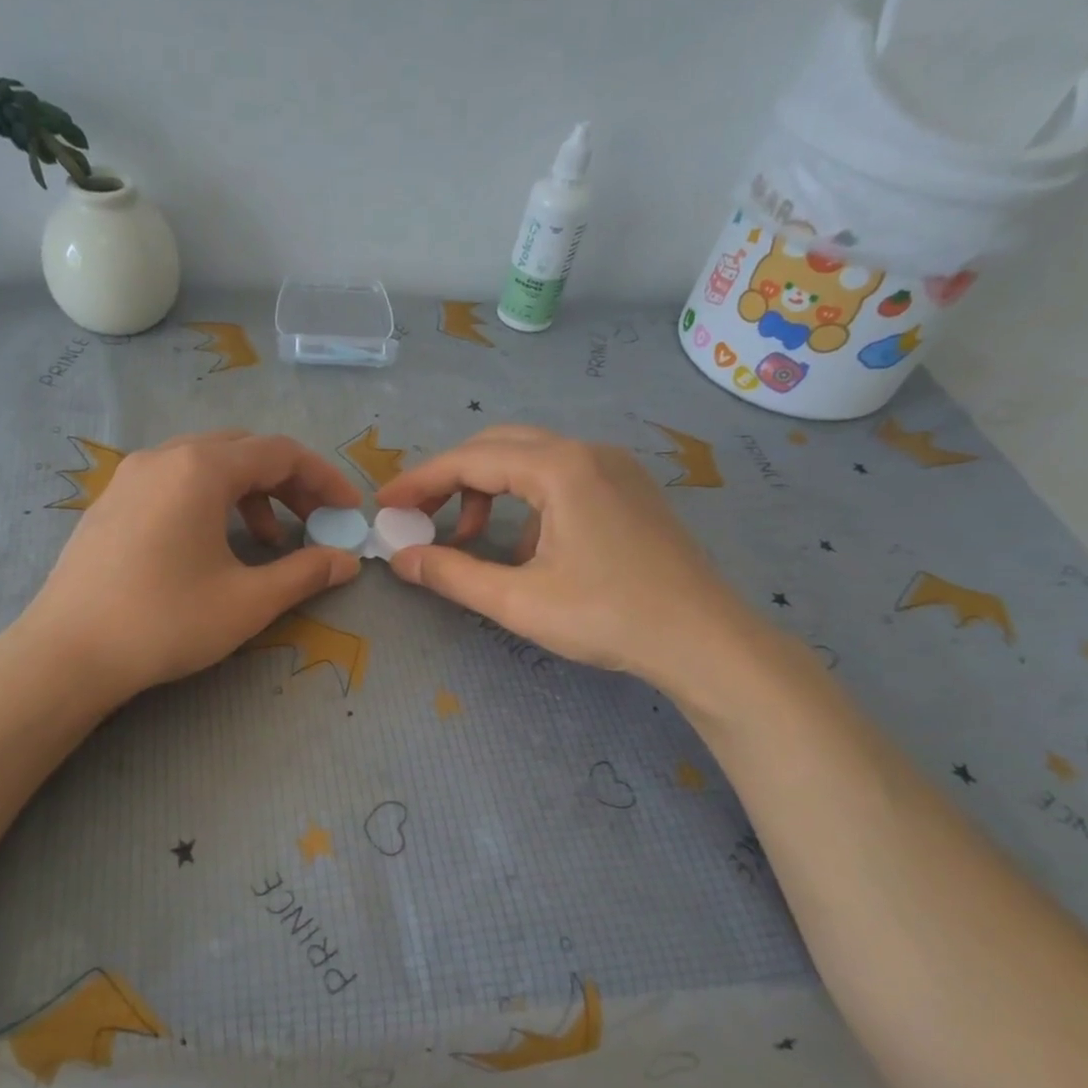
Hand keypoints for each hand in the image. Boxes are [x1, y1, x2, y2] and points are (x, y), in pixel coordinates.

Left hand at [12, 430, 362, 704]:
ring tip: (268, 542)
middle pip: (244, 451)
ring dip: (250, 494)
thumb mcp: (248, 601)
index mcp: (200, 468)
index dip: (324, 479)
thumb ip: (306, 573)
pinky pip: (175, 482)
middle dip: (289, 484)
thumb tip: (347, 561)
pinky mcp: (111, 501)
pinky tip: (213, 545)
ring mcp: (131, 476)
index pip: (280, 452)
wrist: (68, 652)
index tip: (348, 512)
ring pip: (207, 465)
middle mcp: (164, 456)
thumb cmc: (166, 621)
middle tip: (314, 523)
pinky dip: (211, 502)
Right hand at [376, 426, 763, 699]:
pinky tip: (524, 548)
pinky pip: (560, 477)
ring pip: (530, 459)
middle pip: (498, 447)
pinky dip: (524, 501)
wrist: (703, 640)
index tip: (384, 505)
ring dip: (487, 489)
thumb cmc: (608, 617)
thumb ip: (452, 575)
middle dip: (450, 478)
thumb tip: (401, 559)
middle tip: (416, 515)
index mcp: (560, 468)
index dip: (420, 481)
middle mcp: (587, 452)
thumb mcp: (518, 601)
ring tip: (467, 538)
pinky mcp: (627, 489)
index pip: (470, 460)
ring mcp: (613, 468)